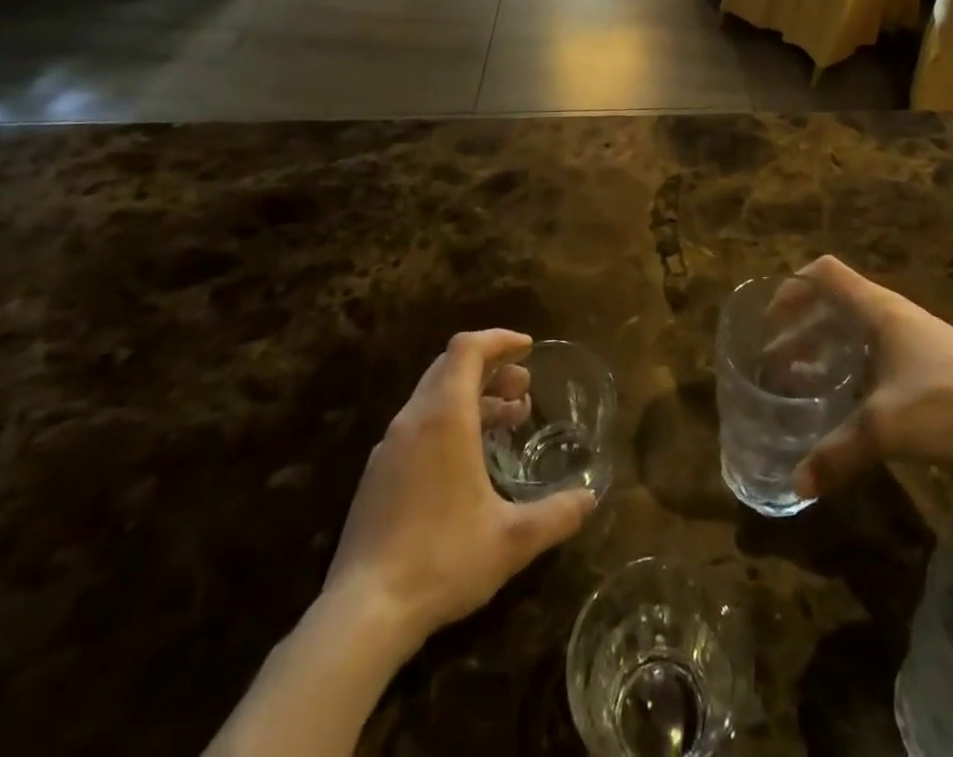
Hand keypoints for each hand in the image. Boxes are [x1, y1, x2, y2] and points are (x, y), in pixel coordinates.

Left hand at [322, 330, 593, 646]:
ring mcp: (390, 447)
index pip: (467, 349)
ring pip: (434, 397)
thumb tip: (590, 499)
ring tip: (506, 421)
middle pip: (450, 366)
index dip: (499, 339)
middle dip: (491, 368)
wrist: (362, 614)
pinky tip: (469, 461)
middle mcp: (414, 420)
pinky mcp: (377, 475)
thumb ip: (556, 514)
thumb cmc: (442, 560)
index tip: (529, 349)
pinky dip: (450, 422)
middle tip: (524, 389)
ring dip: (472, 397)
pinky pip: (419, 425)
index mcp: (445, 417)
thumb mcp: (512, 540)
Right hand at [790, 256, 952, 498]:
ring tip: (802, 382)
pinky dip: (851, 366)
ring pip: (856, 329)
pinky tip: (847, 403)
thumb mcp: (885, 428)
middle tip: (776, 363)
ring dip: (825, 347)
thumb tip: (795, 484)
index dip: (792, 289)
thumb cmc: (949, 403)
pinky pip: (877, 353)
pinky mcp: (931, 366)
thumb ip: (837, 454)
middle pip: (835, 302)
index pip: (825, 273)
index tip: (770, 323)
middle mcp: (893, 314)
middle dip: (801, 326)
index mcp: (878, 309)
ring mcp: (915, 339)